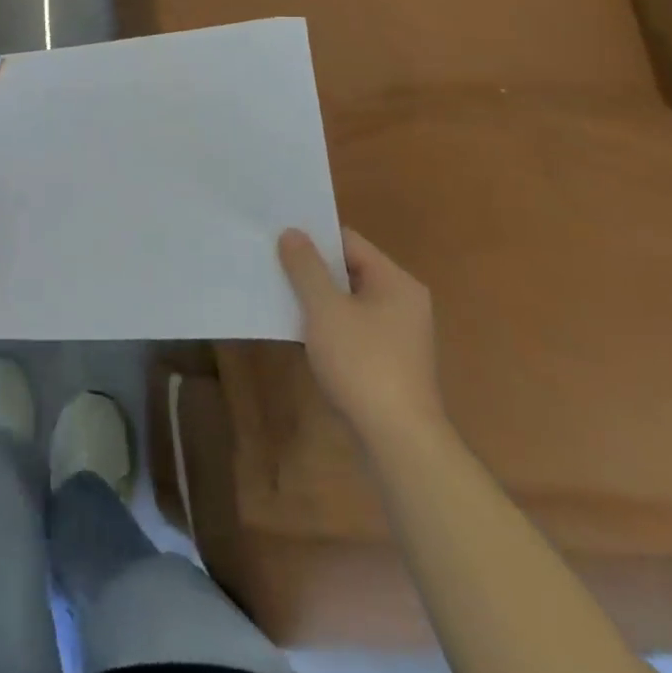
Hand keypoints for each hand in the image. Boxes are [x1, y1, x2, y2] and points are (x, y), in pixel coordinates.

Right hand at [278, 228, 444, 451]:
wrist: (398, 440)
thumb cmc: (363, 363)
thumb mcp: (325, 309)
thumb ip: (306, 267)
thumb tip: (292, 232)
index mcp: (395, 282)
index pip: (348, 242)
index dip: (312, 237)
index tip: (276, 236)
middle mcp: (402, 302)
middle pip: (348, 270)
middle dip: (310, 268)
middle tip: (269, 261)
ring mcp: (397, 334)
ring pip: (346, 301)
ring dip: (314, 297)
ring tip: (275, 291)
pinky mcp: (387, 361)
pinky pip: (350, 327)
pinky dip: (325, 323)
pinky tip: (296, 329)